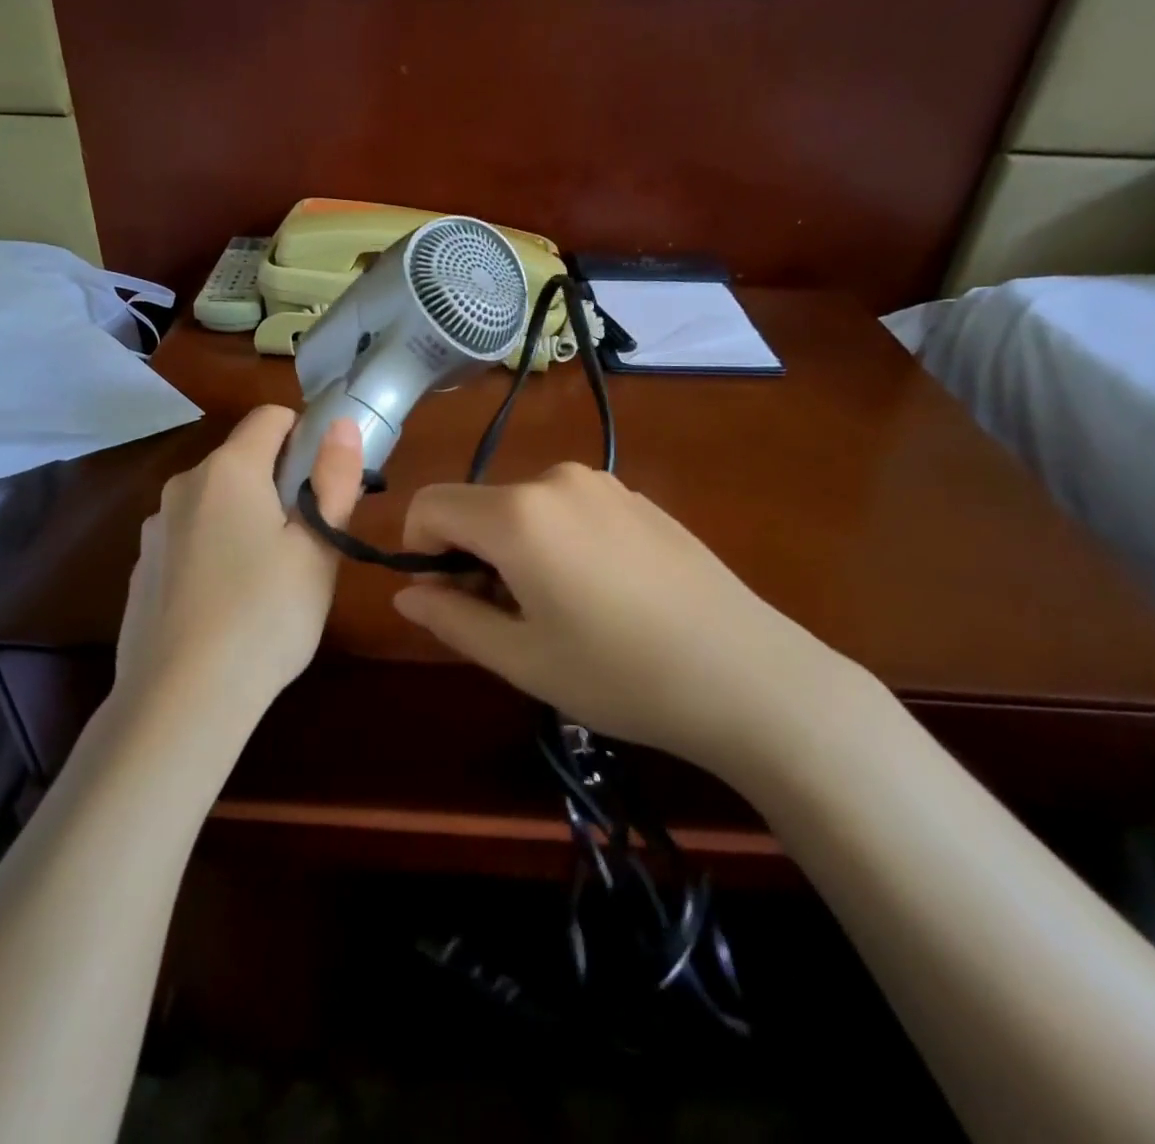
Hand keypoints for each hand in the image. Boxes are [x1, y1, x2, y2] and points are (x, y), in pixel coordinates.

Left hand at [115, 406, 362, 726]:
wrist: (181, 699)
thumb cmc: (266, 615)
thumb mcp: (318, 548)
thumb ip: (334, 479)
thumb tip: (340, 423)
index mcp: (228, 471)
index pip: (271, 417)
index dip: (307, 436)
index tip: (325, 483)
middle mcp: (183, 486)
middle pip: (243, 460)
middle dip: (279, 485)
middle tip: (306, 544)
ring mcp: (155, 529)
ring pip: (216, 503)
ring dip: (246, 520)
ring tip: (268, 583)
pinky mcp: (143, 569)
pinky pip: (190, 540)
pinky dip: (214, 552)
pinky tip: (226, 606)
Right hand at [392, 463, 866, 780]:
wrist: (747, 675)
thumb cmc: (620, 674)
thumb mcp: (521, 658)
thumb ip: (451, 618)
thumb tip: (407, 595)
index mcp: (517, 513)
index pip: (430, 505)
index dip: (418, 551)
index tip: (446, 599)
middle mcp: (555, 480)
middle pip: (477, 506)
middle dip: (469, 556)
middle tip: (504, 620)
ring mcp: (602, 484)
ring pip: (522, 508)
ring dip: (513, 551)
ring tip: (554, 612)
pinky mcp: (637, 498)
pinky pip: (567, 510)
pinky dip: (555, 542)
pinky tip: (600, 595)